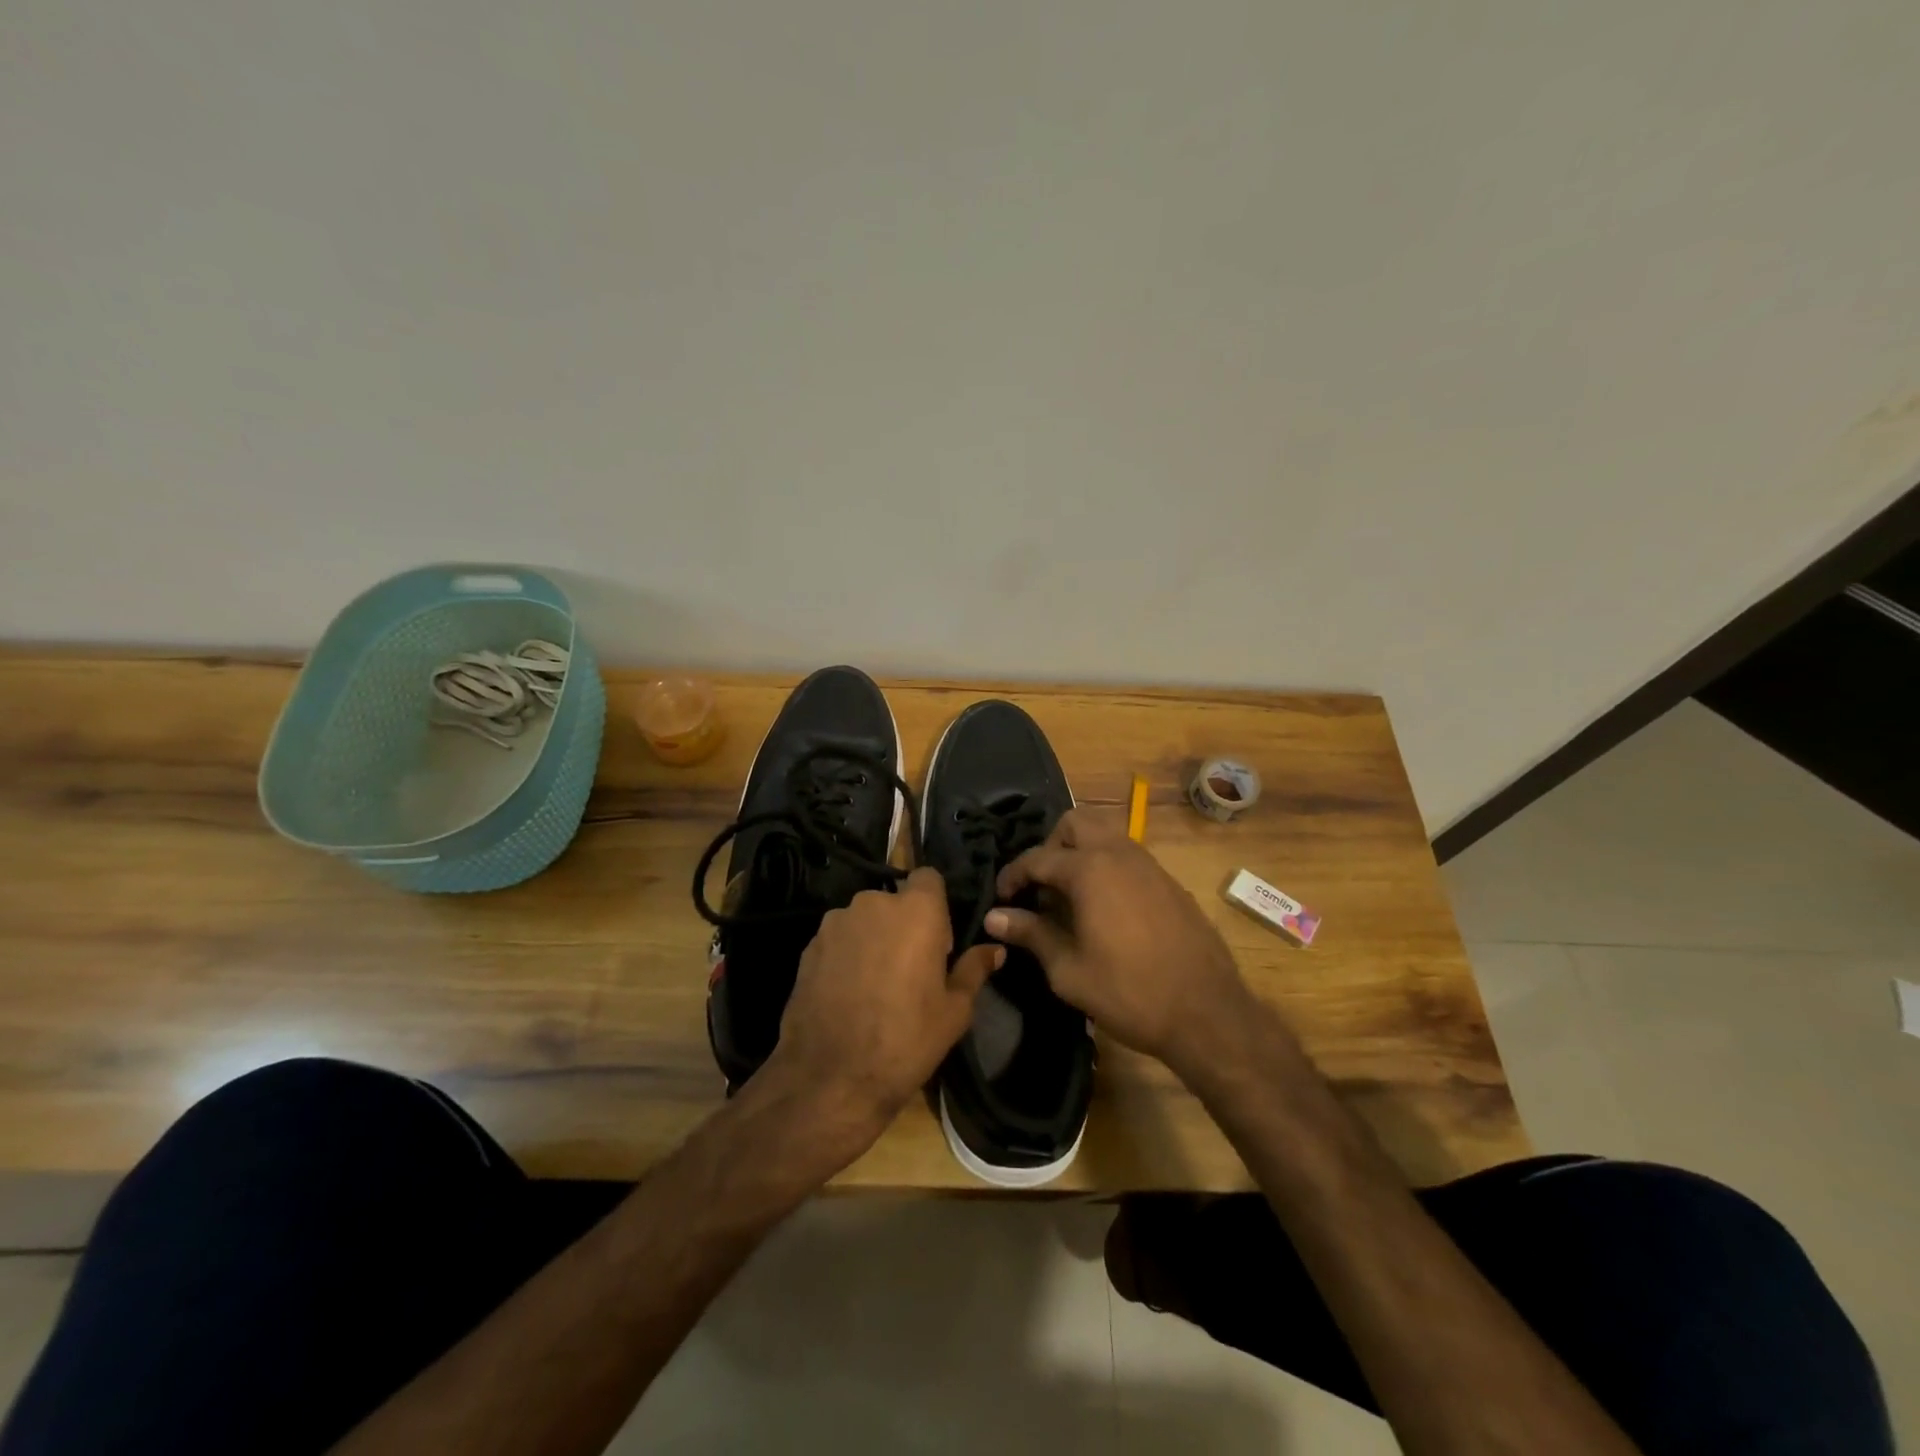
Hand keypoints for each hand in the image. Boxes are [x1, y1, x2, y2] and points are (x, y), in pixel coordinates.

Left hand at [767, 867, 1001, 1156]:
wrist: (829, 1078)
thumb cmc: (905, 1040)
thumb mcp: (954, 1011)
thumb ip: (974, 970)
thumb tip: (995, 949)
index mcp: (916, 910)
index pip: (929, 876)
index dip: (936, 903)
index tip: (938, 941)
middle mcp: (873, 903)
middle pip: (895, 900)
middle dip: (904, 924)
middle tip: (910, 968)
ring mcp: (836, 922)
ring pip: (865, 919)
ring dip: (873, 938)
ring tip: (875, 984)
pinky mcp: (809, 945)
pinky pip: (839, 938)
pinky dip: (847, 955)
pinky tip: (848, 993)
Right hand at [986, 809, 1257, 1074]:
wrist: (1207, 1012)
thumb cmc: (1128, 992)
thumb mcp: (1068, 970)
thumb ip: (1031, 934)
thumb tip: (994, 917)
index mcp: (1090, 870)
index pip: (1037, 857)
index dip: (1012, 875)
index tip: (1000, 898)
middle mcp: (1119, 854)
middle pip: (1075, 823)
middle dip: (1050, 846)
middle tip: (1041, 886)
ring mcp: (1150, 865)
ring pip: (1105, 835)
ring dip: (1081, 853)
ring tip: (1070, 898)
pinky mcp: (1169, 882)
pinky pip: (1128, 857)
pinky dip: (1107, 867)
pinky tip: (1105, 910)